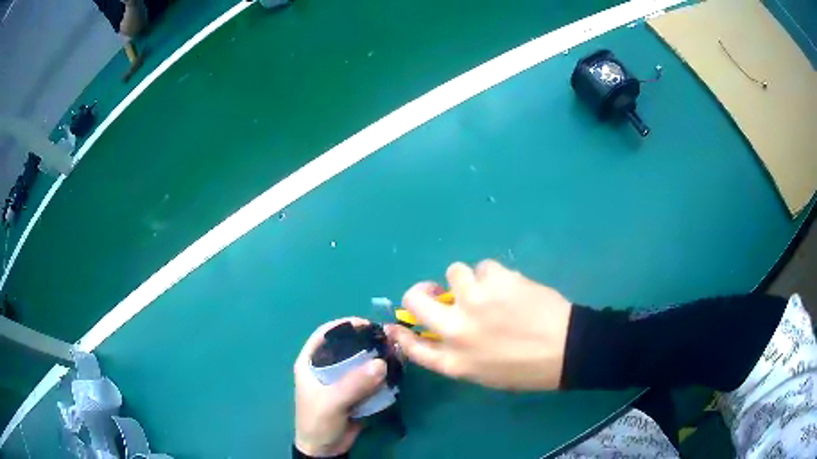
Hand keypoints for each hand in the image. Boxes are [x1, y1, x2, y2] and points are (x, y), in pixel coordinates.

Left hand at [294, 318, 386, 456]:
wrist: (326, 450)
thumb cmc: (318, 422)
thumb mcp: (331, 403)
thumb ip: (353, 384)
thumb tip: (381, 363)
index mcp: (310, 362)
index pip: (325, 334)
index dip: (344, 325)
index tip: (368, 325)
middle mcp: (325, 367)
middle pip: (347, 346)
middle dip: (366, 342)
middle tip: (388, 341)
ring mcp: (341, 380)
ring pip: (360, 362)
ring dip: (376, 358)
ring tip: (395, 355)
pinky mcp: (355, 392)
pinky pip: (369, 378)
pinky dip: (381, 375)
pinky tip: (394, 372)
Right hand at [386, 260, 571, 389]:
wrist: (566, 350)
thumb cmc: (526, 369)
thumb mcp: (483, 373)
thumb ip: (455, 354)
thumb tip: (440, 331)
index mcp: (453, 361)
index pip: (411, 344)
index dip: (399, 332)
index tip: (395, 324)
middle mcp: (456, 329)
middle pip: (415, 299)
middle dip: (419, 292)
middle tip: (434, 291)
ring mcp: (475, 301)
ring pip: (454, 271)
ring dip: (468, 280)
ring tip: (489, 290)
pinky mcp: (497, 279)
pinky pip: (484, 266)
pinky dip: (493, 274)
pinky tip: (510, 286)